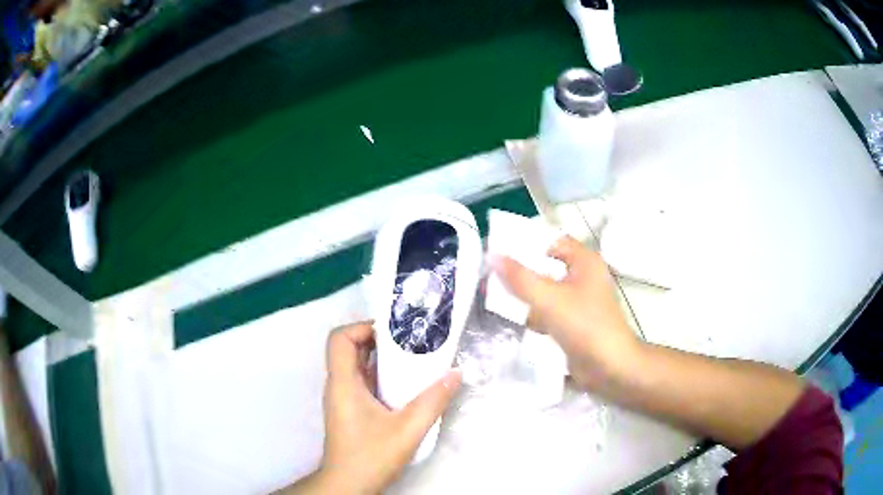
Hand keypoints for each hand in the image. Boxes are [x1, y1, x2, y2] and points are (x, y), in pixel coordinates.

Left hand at [292, 323, 460, 493]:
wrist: (348, 485)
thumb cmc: (370, 456)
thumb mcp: (407, 430)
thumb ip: (433, 401)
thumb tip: (455, 373)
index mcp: (343, 383)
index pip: (340, 338)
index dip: (362, 327)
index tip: (393, 333)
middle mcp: (339, 386)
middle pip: (350, 348)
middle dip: (380, 340)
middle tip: (411, 341)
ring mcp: (343, 399)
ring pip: (358, 366)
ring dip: (383, 359)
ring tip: (414, 359)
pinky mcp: (350, 410)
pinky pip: (363, 382)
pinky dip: (382, 376)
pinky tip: (406, 385)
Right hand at [491, 236, 638, 389]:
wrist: (610, 367)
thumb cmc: (585, 325)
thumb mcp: (549, 299)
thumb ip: (519, 278)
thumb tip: (492, 256)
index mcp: (585, 261)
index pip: (552, 241)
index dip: (527, 243)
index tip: (499, 250)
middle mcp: (584, 276)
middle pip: (547, 266)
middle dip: (521, 271)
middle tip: (491, 274)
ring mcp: (581, 300)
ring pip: (547, 290)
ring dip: (525, 294)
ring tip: (494, 295)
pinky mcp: (575, 322)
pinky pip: (550, 310)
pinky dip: (534, 313)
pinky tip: (513, 319)